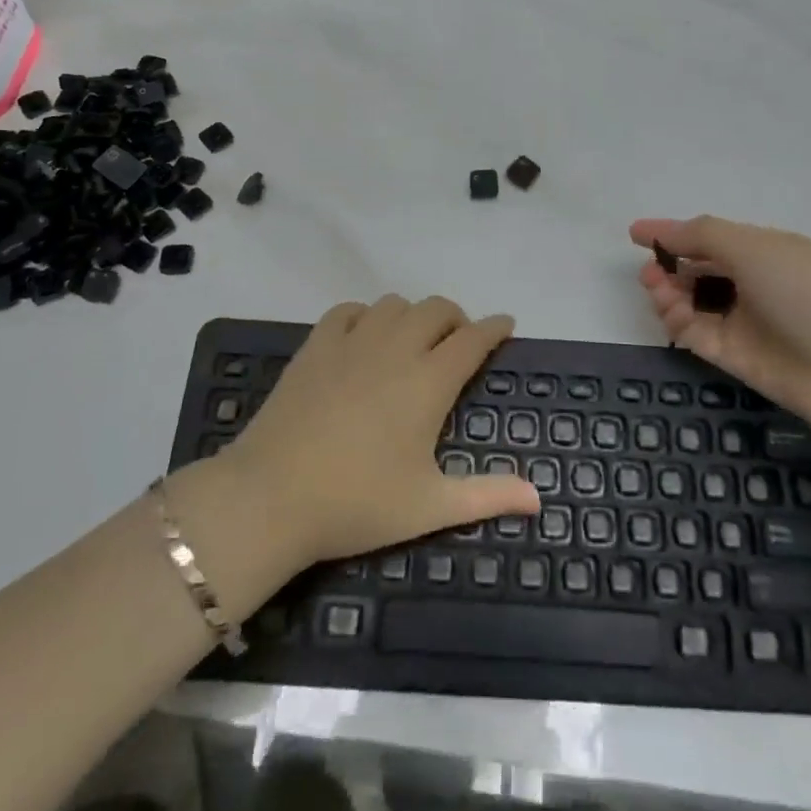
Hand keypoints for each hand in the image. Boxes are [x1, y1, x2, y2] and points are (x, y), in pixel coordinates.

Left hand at [220, 296, 540, 564]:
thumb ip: (488, 496)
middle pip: (436, 309)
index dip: (494, 327)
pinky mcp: (316, 345)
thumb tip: (539, 498)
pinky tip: (364, 336)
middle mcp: (396, 349)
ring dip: (413, 314)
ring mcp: (352, 342)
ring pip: (394, 303)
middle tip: (459, 342)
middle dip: (456, 318)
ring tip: (413, 339)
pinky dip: (366, 315)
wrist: (272, 495)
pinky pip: (348, 310)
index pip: (473, 339)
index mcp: (429, 382)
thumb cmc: (358, 502)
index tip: (505, 324)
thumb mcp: (429, 506)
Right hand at [630, 217, 810, 437]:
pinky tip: (672, 312)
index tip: (636, 233)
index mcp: (764, 251)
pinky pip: (695, 332)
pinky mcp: (735, 356)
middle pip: (697, 270)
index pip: (710, 237)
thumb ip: (702, 235)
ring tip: (659, 290)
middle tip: (650, 271)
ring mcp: (743, 321)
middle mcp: (752, 283)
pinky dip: (677, 320)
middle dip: (668, 266)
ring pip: (691, 302)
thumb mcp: (754, 247)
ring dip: (668, 292)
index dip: (673, 233)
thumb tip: (662, 231)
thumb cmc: (807, 292)